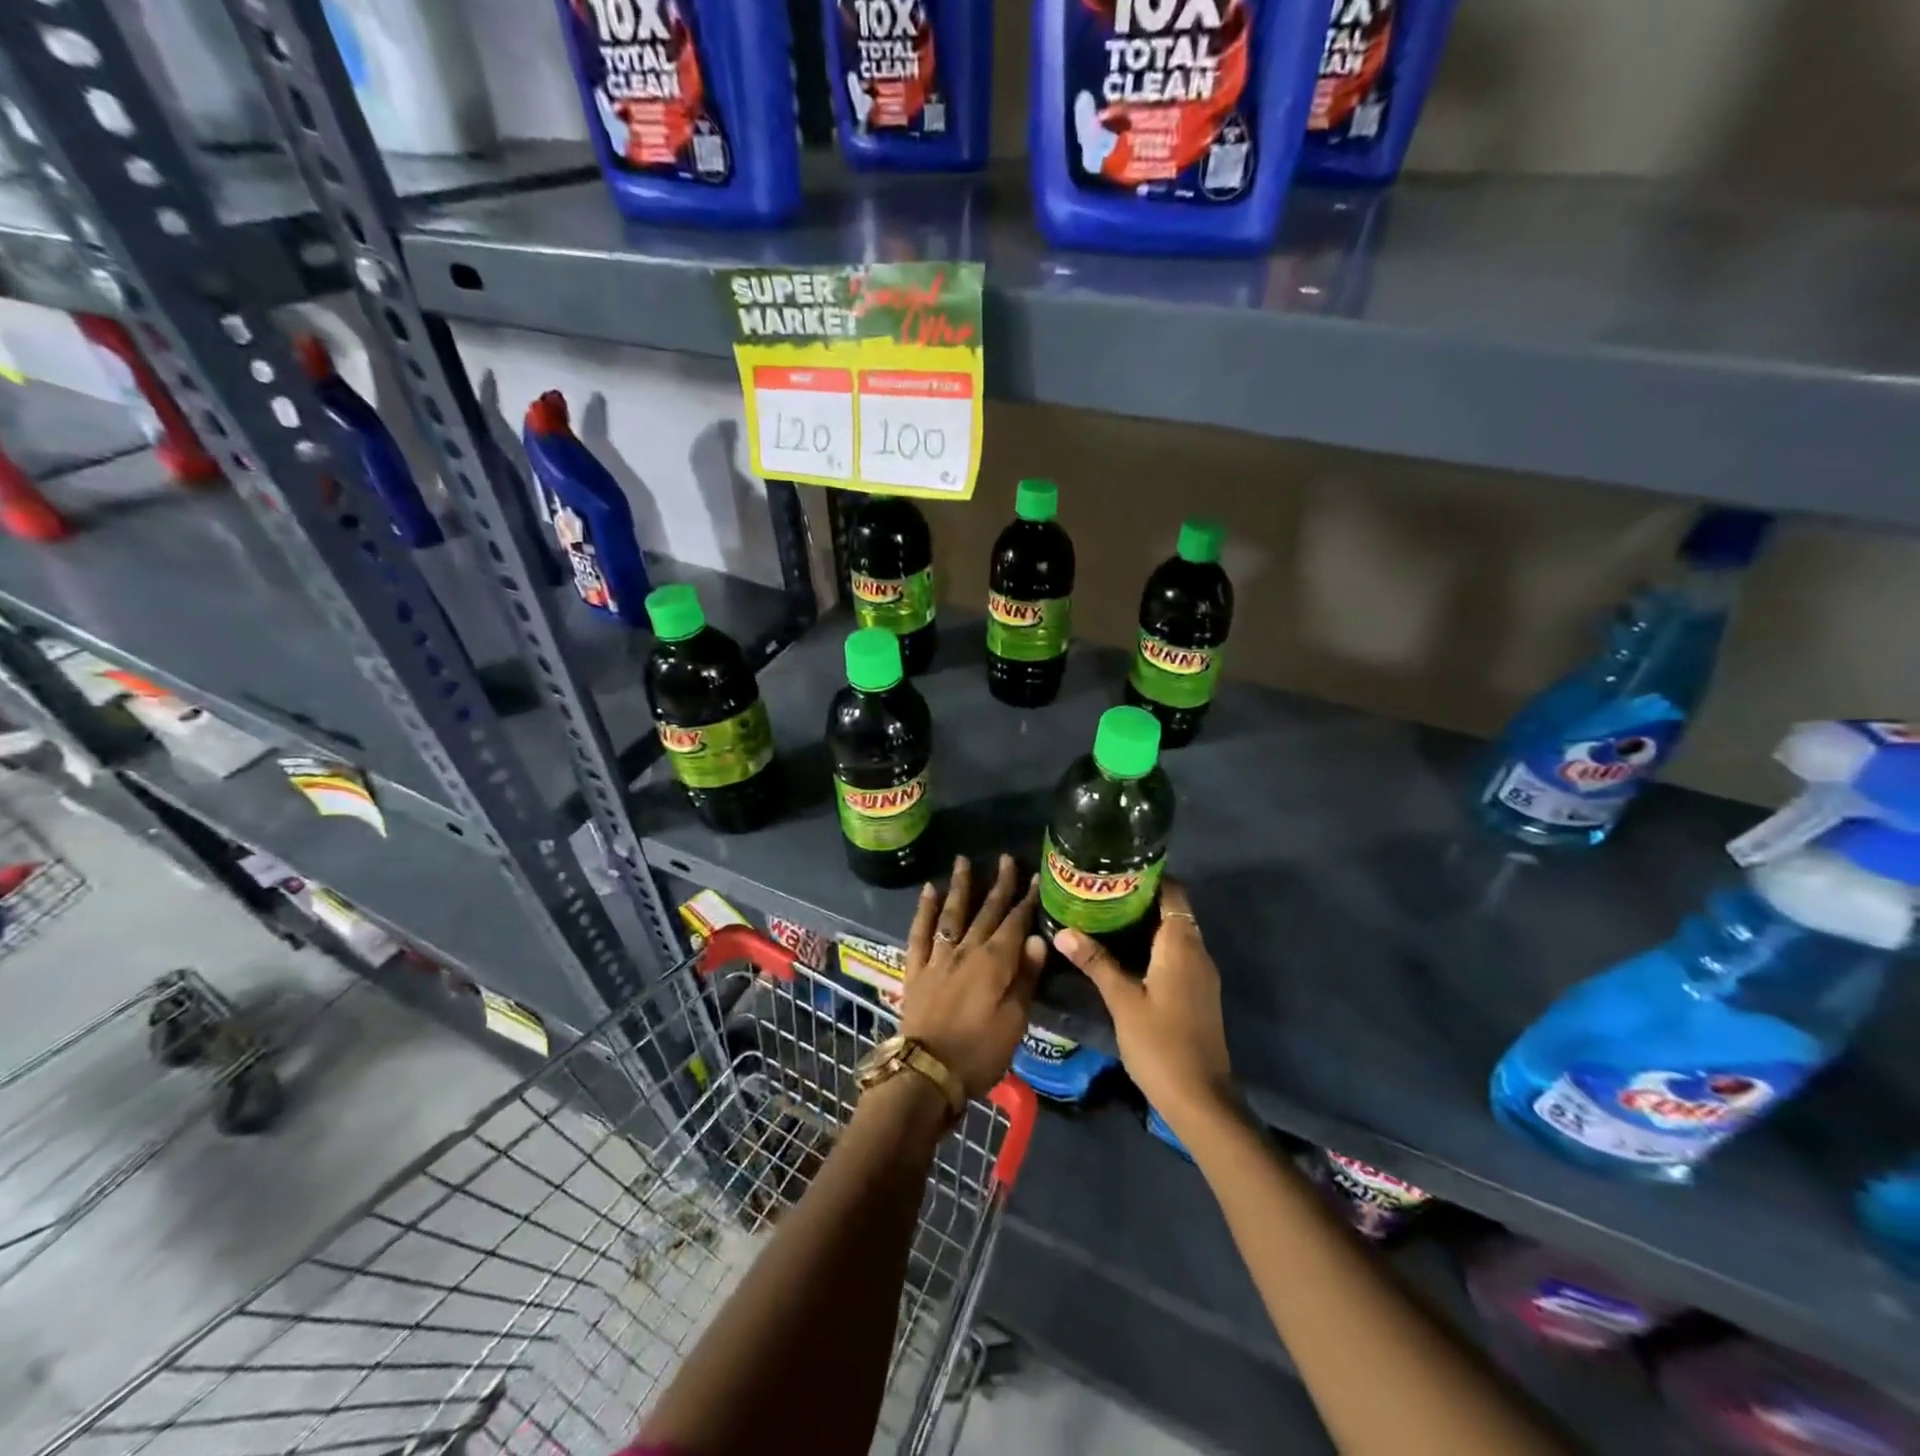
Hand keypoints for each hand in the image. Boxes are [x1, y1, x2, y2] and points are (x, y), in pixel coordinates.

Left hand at [900, 854, 1044, 1098]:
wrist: (926, 1074)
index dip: (1026, 901)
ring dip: (960, 887)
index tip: (1034, 877)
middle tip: (1006, 858)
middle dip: (998, 885)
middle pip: (986, 912)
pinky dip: (924, 910)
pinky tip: (928, 891)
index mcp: (994, 963)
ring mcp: (938, 958)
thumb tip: (1036, 940)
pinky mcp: (916, 970)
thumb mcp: (1014, 1022)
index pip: (1015, 924)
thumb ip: (1024, 978)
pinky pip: (919, 932)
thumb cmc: (978, 1053)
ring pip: (951, 914)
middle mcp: (966, 951)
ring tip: (963, 860)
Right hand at [1051, 879, 1234, 1134]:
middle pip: (1172, 910)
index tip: (1115, 869)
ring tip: (1104, 915)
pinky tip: (1123, 952)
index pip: (1172, 892)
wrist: (1200, 1098)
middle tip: (1099, 891)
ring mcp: (1200, 974)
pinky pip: (1175, 953)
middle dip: (1139, 898)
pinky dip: (1152, 944)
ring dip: (1144, 922)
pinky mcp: (1197, 993)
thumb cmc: (1160, 1043)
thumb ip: (1095, 962)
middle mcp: (1196, 951)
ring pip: (1173, 933)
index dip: (1148, 877)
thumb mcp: (1122, 1000)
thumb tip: (1062, 930)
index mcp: (1181, 944)